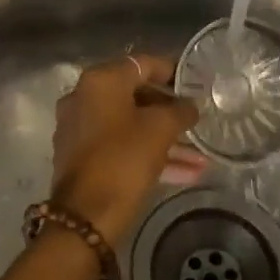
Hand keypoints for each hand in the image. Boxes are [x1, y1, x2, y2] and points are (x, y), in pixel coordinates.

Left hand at [50, 55, 205, 241]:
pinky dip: (148, 154)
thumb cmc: (123, 160)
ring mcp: (79, 128)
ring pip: (130, 125)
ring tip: (200, 157)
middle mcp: (83, 97)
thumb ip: (179, 111)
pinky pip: (120, 146)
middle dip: (169, 111)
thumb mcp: (160, 130)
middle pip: (134, 95)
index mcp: (100, 81)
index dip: (171, 71)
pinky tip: (185, 173)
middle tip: (196, 121)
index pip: (142, 64)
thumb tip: (190, 106)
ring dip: (165, 139)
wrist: (85, 215)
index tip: (194, 83)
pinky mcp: (81, 156)